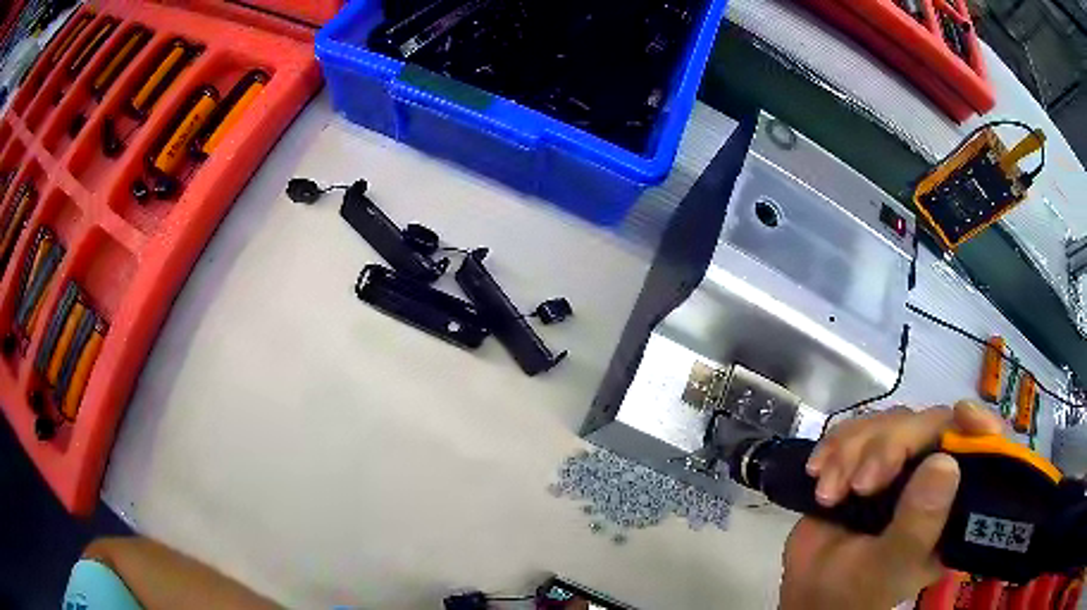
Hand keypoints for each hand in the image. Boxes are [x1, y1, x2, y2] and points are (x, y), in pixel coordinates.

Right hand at [779, 401, 1004, 609]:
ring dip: (853, 450)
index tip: (961, 415)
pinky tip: (819, 472)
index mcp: (954, 503)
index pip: (982, 449)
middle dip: (889, 446)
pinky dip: (835, 445)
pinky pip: (858, 427)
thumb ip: (918, 524)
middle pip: (929, 424)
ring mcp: (903, 464)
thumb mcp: (890, 566)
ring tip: (830, 493)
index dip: (979, 425)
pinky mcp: (869, 458)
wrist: (809, 590)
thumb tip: (945, 462)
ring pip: (891, 421)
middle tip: (860, 485)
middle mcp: (936, 475)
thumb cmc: (856, 589)